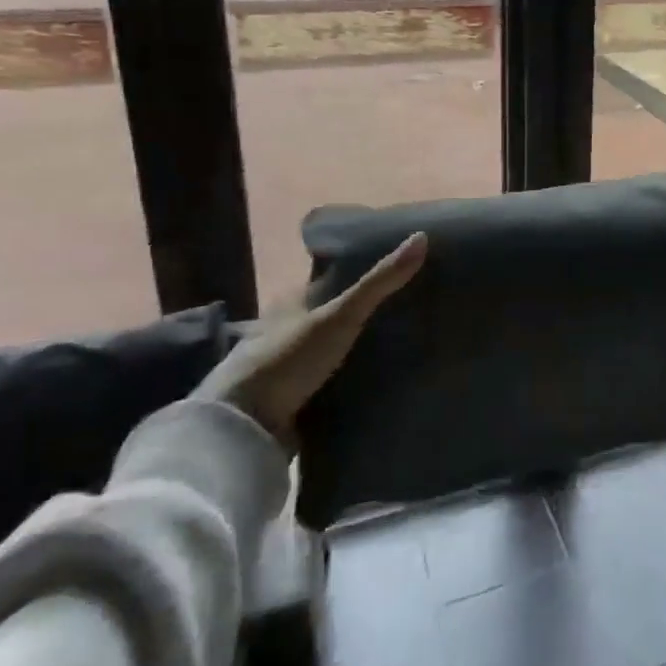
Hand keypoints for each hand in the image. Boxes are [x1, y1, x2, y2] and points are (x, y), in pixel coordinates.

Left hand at [195, 233, 426, 449]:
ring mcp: (289, 366)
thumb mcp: (340, 315)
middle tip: (412, 311)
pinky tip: (383, 379)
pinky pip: (333, 381)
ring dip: (361, 350)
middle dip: (366, 315)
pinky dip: (354, 379)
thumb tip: (423, 237)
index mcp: (291, 302)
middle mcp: (286, 329)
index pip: (333, 280)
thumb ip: (380, 281)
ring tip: (407, 345)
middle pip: (335, 314)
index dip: (364, 275)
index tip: (402, 275)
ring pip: (334, 349)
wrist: (243, 428)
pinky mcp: (294, 399)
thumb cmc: (288, 359)